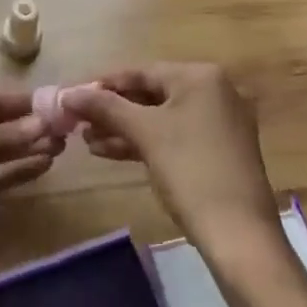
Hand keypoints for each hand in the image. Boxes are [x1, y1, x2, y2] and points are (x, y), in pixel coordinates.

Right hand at [62, 64, 306, 306]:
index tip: (71, 98)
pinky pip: (173, 136)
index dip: (103, 85)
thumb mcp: (144, 133)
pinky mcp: (218, 150)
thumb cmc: (191, 171)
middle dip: (112, 110)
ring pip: (160, 118)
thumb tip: (67, 93)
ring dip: (123, 128)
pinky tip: (110, 152)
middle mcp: (214, 91)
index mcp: (200, 77)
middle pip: (150, 93)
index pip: (140, 71)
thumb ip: (104, 107)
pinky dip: (144, 142)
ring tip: (86, 141)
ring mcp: (219, 122)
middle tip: (77, 122)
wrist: (239, 235)